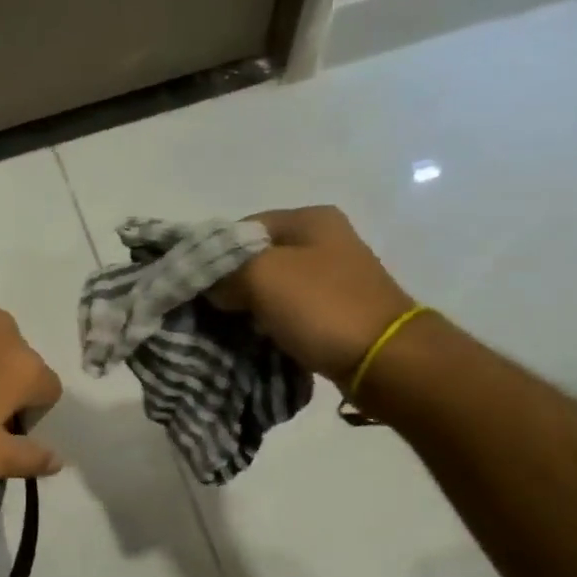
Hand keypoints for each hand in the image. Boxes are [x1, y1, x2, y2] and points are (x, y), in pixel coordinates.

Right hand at [207, 206, 414, 385]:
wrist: (383, 357)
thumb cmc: (321, 306)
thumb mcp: (261, 276)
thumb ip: (224, 272)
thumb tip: (210, 286)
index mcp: (309, 219)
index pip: (239, 229)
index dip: (211, 255)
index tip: (194, 285)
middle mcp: (323, 240)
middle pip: (255, 258)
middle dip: (228, 284)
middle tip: (205, 309)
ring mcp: (331, 277)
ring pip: (269, 287)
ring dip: (245, 307)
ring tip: (224, 327)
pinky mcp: (333, 310)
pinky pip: (285, 311)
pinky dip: (266, 323)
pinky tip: (252, 338)